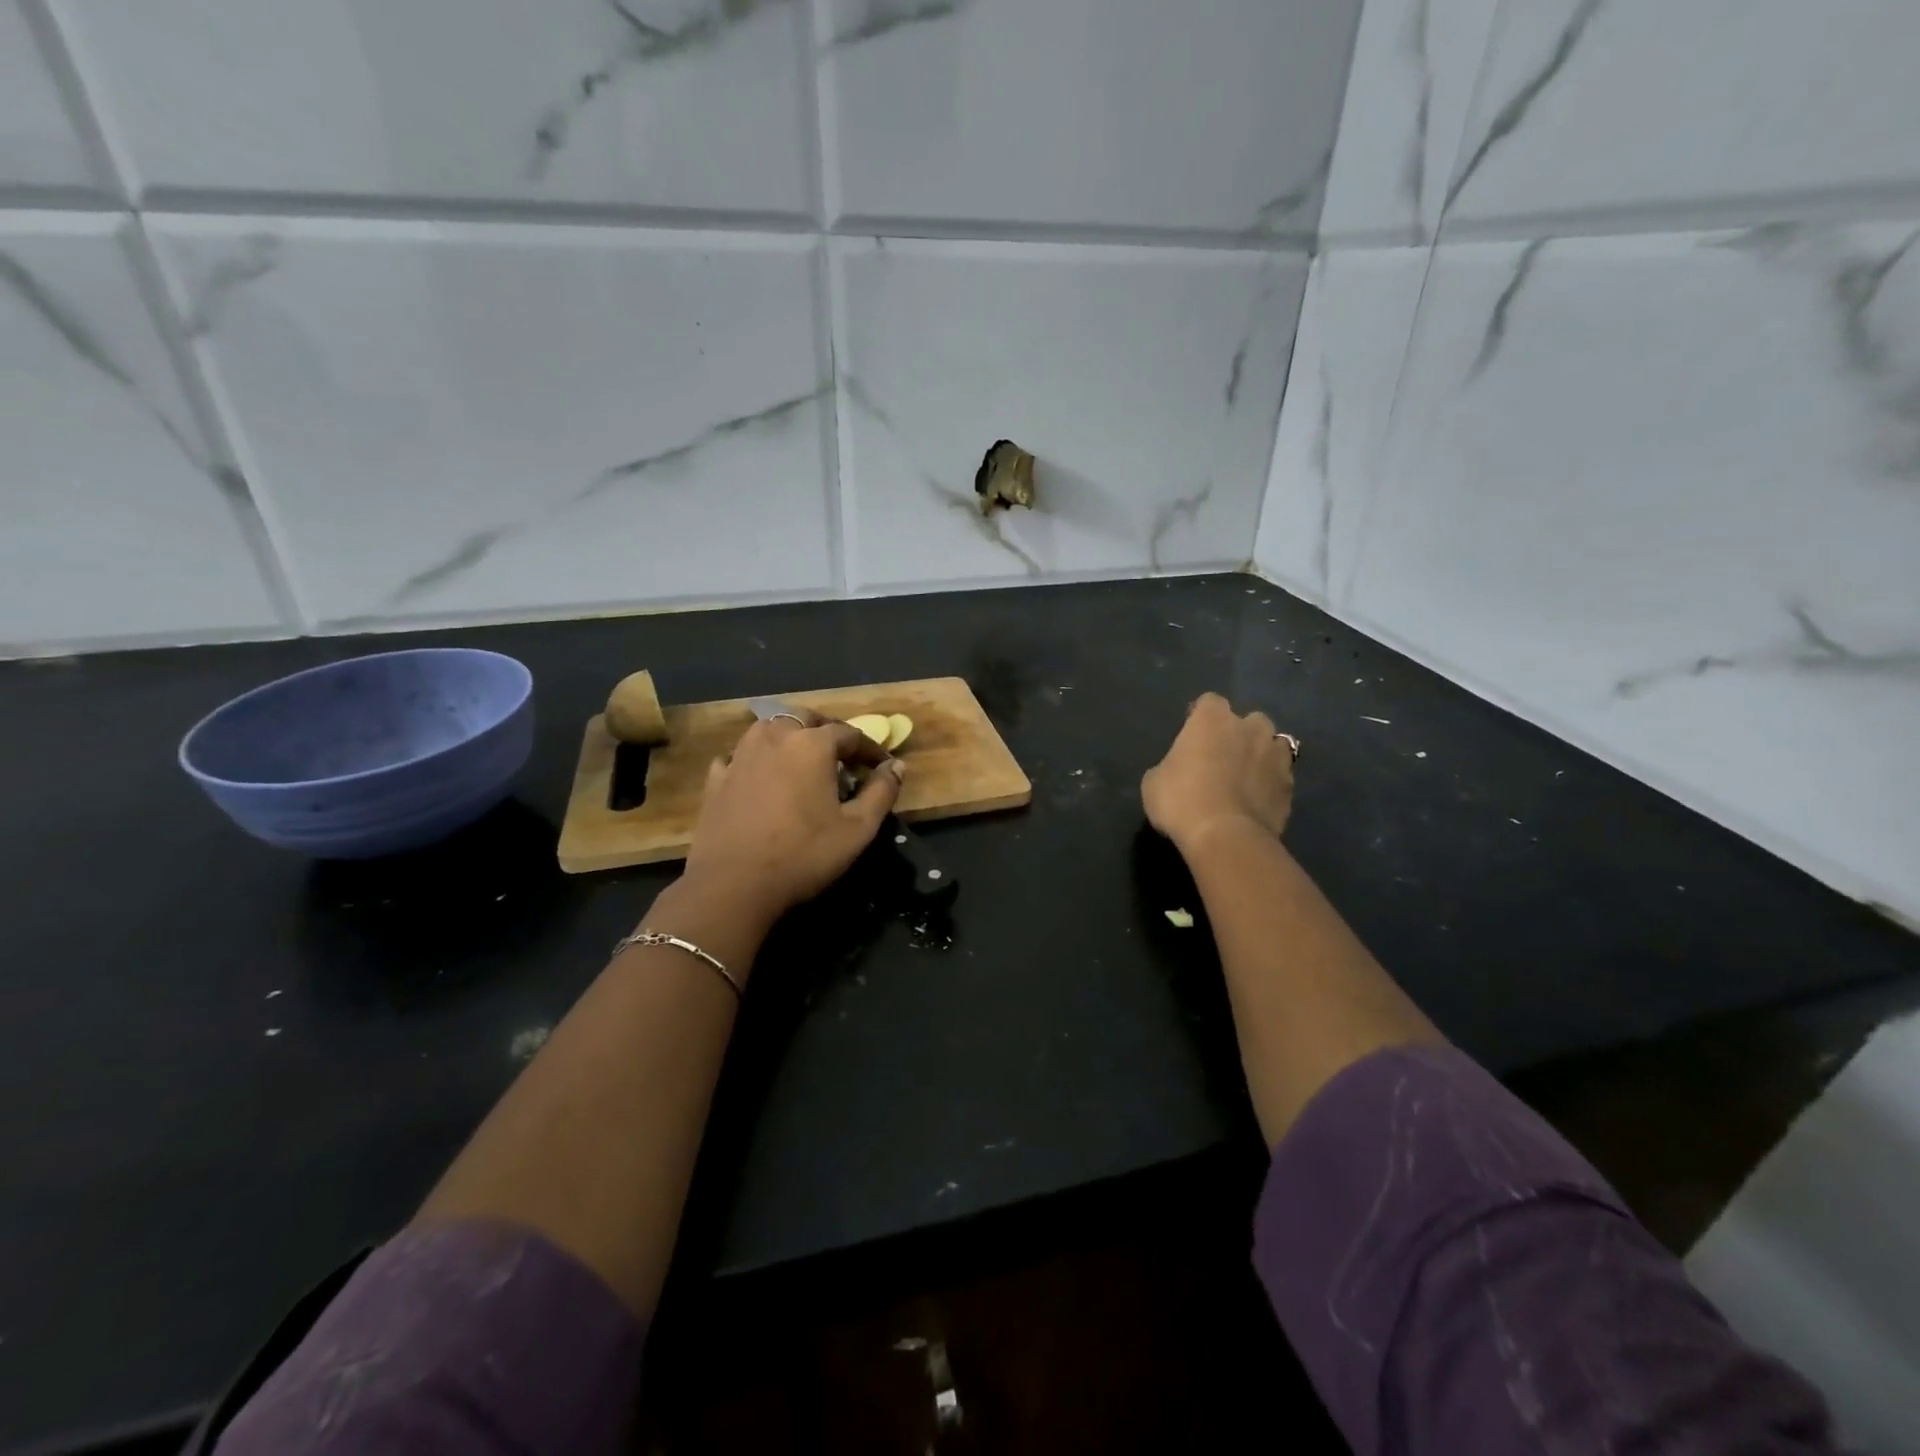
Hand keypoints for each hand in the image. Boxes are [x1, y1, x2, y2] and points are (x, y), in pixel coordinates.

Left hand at [681, 708, 904, 930]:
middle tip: (841, 756)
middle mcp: (774, 737)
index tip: (881, 767)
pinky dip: (755, 758)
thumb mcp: (857, 829)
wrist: (732, 884)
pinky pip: (739, 755)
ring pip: (769, 729)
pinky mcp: (716, 778)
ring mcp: (740, 755)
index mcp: (812, 745)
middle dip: (827, 731)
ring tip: (802, 760)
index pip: (849, 733)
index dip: (870, 749)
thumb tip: (897, 766)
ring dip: (790, 737)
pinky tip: (759, 775)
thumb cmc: (803, 854)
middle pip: (805, 719)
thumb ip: (882, 792)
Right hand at [1141, 692, 1295, 851]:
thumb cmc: (1181, 801)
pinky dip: (1271, 783)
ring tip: (1246, 777)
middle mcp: (1249, 728)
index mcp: (1212, 720)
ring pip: (1273, 745)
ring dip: (1261, 755)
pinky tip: (1257, 800)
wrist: (1225, 837)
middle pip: (1249, 720)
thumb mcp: (1154, 781)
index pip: (1209, 702)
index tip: (1191, 735)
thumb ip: (1171, 765)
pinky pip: (1280, 776)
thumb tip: (1180, 770)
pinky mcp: (1290, 786)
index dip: (1200, 717)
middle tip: (1222, 756)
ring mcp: (1275, 756)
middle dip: (1239, 733)